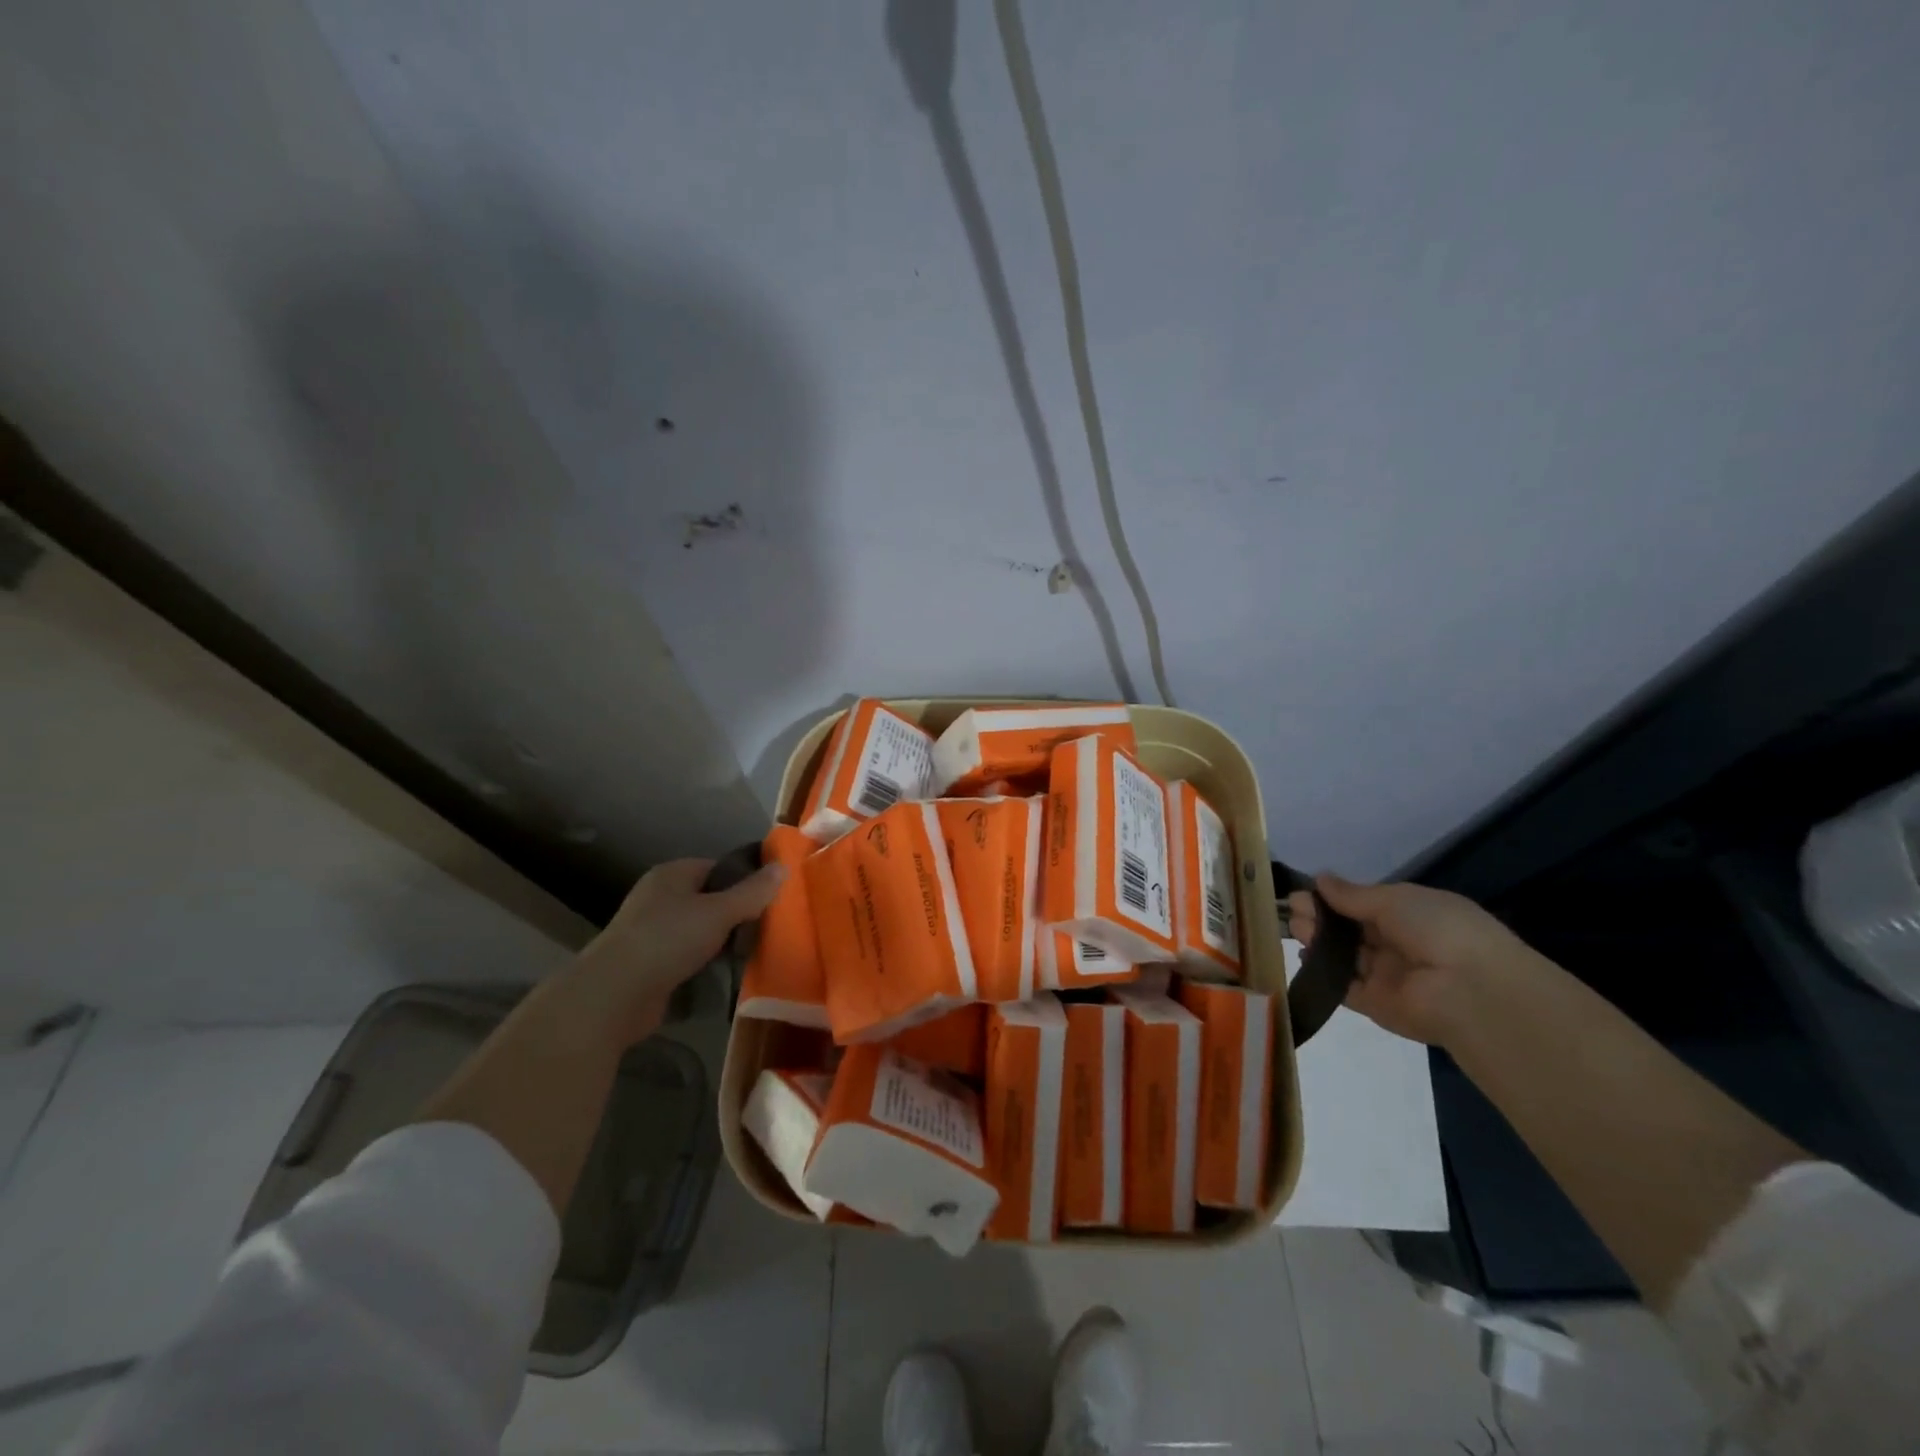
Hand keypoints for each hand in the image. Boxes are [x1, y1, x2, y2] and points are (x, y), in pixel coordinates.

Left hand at [563, 856, 785, 1047]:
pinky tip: (725, 974)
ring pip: (699, 930)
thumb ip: (753, 892)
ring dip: (721, 942)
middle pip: (710, 899)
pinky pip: (687, 956)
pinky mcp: (649, 964)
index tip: (771, 899)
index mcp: (672, 874)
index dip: (745, 880)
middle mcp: (659, 897)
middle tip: (767, 927)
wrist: (614, 995)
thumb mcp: (719, 912)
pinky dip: (705, 963)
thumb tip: (783, 867)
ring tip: (752, 952)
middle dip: (736, 914)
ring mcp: (650, 931)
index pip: (718, 868)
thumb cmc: (667, 940)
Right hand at [1288, 874, 1536, 1045]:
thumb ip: (1352, 894)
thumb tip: (1320, 879)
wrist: (1469, 989)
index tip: (1303, 892)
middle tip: (1292, 910)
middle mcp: (1400, 945)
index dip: (1334, 899)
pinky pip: (1346, 988)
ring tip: (1295, 929)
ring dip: (1320, 942)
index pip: (1365, 906)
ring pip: (1346, 956)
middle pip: (1352, 931)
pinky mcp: (1377, 1005)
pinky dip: (1325, 974)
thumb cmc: (1437, 929)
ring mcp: (1388, 977)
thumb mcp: (1395, 899)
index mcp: (1412, 916)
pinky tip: (1304, 959)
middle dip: (1321, 918)